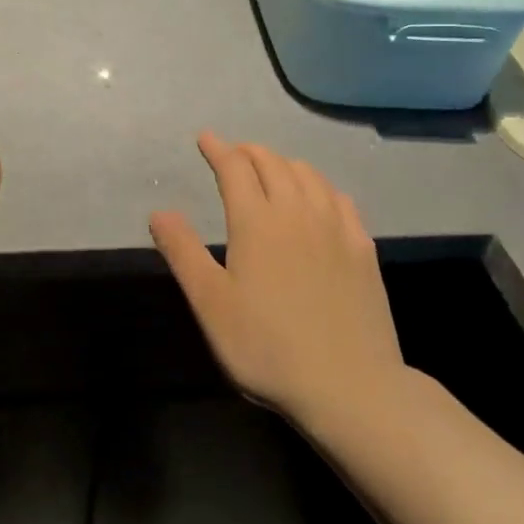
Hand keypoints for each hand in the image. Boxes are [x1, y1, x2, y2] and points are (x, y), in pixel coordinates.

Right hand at [150, 134, 404, 423]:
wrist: (350, 386)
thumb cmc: (267, 347)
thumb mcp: (211, 304)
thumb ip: (183, 252)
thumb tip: (159, 211)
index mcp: (256, 221)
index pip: (235, 168)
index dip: (218, 149)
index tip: (205, 138)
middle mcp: (297, 212)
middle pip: (272, 163)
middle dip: (248, 151)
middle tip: (234, 155)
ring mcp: (336, 228)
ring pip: (308, 175)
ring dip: (284, 163)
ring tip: (271, 170)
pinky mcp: (363, 249)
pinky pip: (340, 198)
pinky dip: (320, 186)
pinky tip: (319, 199)